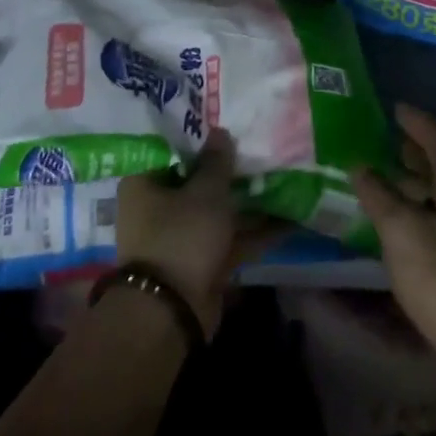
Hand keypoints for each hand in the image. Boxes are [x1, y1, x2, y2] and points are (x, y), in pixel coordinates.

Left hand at [115, 129, 273, 338]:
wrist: (173, 312)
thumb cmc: (181, 236)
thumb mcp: (205, 192)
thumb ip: (217, 161)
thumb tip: (220, 131)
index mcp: (144, 183)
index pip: (172, 151)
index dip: (200, 138)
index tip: (227, 124)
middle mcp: (158, 207)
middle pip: (197, 180)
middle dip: (229, 170)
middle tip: (259, 147)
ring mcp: (182, 236)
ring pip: (218, 210)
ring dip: (248, 200)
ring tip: (283, 177)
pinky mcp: (203, 261)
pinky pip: (231, 238)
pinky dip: (256, 230)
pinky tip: (290, 218)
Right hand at [351, 104, 435, 383]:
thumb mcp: (402, 235)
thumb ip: (379, 196)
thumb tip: (360, 166)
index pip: (434, 134)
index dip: (412, 119)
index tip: (392, 107)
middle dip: (413, 149)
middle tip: (382, 141)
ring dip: (417, 179)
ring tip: (386, 179)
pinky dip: (426, 203)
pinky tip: (405, 220)